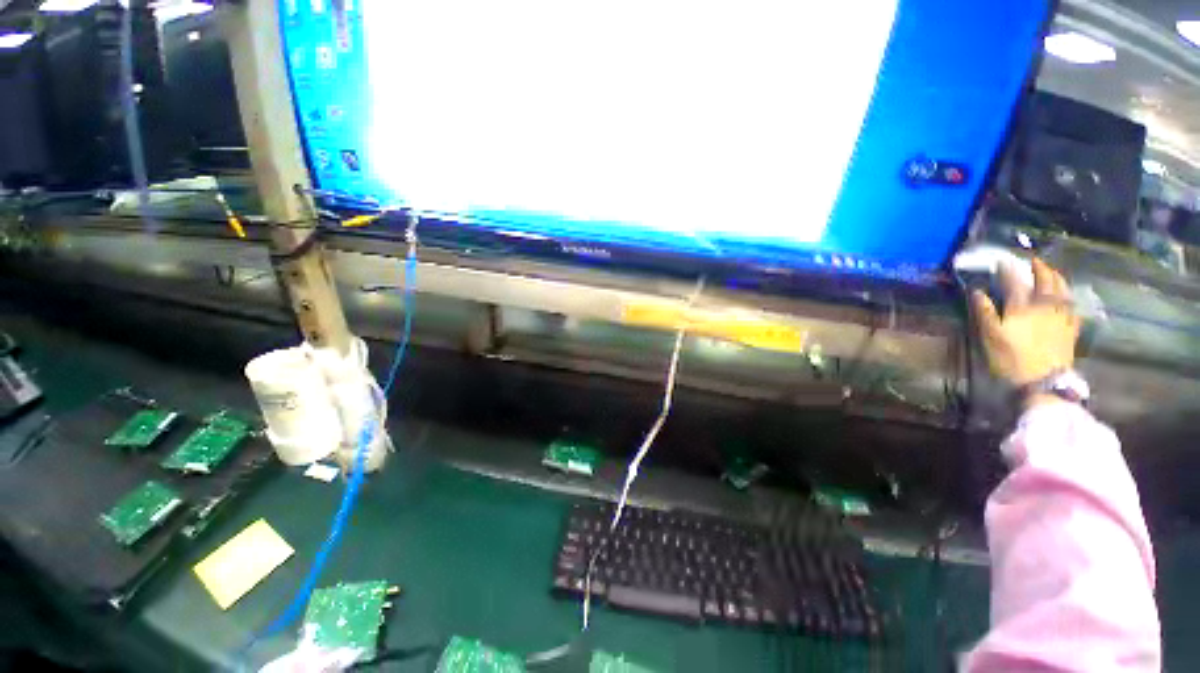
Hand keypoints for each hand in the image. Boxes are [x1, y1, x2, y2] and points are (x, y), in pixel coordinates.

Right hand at [971, 258, 1079, 388]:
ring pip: (1063, 290)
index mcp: (1022, 306)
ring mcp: (1062, 316)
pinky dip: (1069, 296)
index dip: (1007, 270)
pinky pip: (1073, 306)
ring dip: (1057, 278)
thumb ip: (983, 311)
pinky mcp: (1071, 328)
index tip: (1001, 262)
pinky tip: (1067, 297)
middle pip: (1045, 281)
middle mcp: (1045, 305)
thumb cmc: (1011, 358)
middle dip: (1039, 268)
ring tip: (1052, 272)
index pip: (1014, 281)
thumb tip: (976, 291)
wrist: (1043, 381)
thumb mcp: (990, 336)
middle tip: (1033, 261)